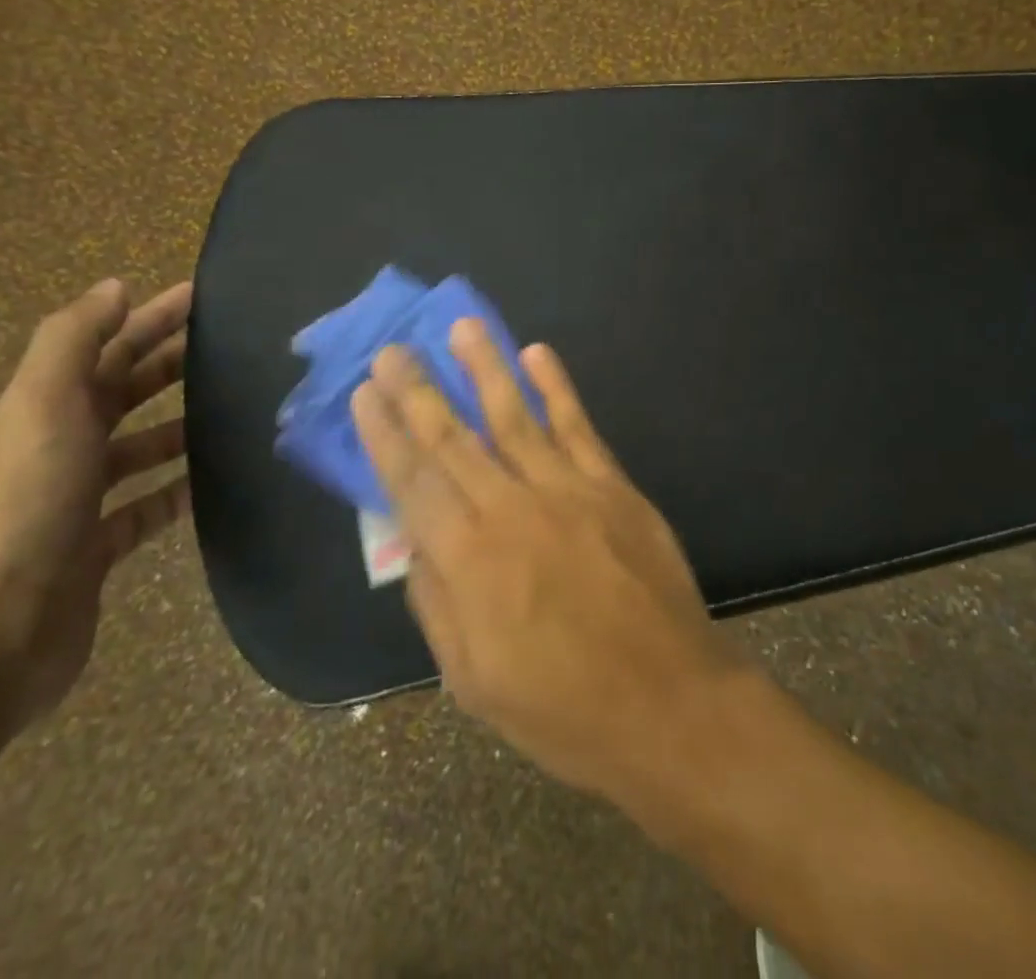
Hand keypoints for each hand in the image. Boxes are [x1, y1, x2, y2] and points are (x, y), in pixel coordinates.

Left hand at [0, 279, 192, 729]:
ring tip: (235, 413)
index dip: (150, 317)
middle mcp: (59, 448)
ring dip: (180, 427)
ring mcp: (77, 502)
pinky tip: (216, 483)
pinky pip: (148, 508)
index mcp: (44, 409)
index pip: (106, 347)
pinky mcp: (97, 549)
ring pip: (140, 450)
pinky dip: (178, 492)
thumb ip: (73, 339)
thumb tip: (116, 286)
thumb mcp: (40, 403)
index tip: (201, 296)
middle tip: (231, 347)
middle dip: (170, 363)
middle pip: (124, 392)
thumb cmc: (22, 502)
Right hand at [349, 319, 744, 798]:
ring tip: (462, 327)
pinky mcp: (613, 486)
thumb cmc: (563, 708)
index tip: (366, 393)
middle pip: (455, 438)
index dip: (385, 434)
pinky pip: (578, 426)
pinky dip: (557, 388)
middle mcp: (512, 508)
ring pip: (515, 415)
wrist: (668, 704)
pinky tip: (538, 354)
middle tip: (395, 348)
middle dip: (419, 390)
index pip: (413, 482)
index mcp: (470, 559)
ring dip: (485, 367)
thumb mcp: (474, 681)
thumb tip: (415, 544)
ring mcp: (568, 489)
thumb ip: (437, 604)